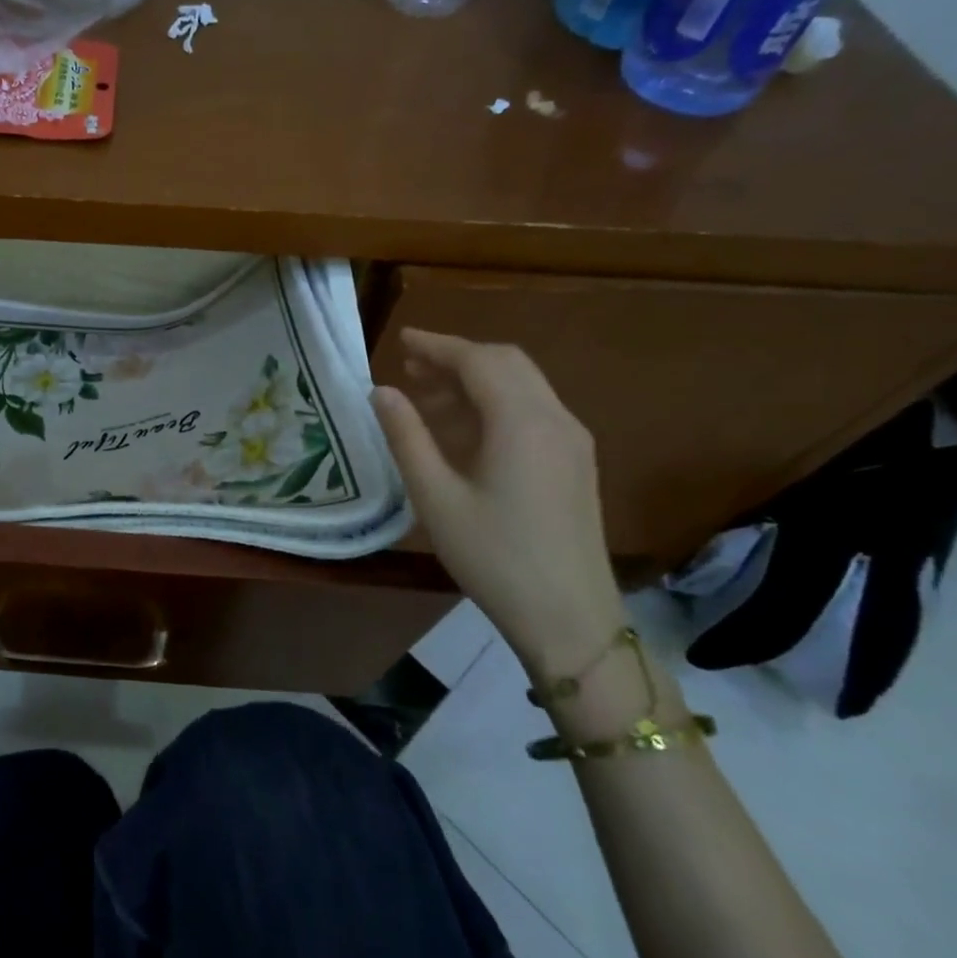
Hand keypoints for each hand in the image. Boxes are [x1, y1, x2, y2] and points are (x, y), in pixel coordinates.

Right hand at [370, 329, 624, 673]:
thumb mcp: (435, 496)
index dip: (436, 346)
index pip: (477, 361)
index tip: (401, 340)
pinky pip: (532, 411)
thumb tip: (381, 392)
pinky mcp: (575, 462)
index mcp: (521, 422)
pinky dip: (494, 403)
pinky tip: (462, 430)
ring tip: (426, 396)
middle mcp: (555, 419)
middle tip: (410, 367)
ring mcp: (572, 441)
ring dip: (475, 380)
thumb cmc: (493, 556)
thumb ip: (406, 436)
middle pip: (506, 363)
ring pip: (522, 386)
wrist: (569, 617)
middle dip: (457, 357)